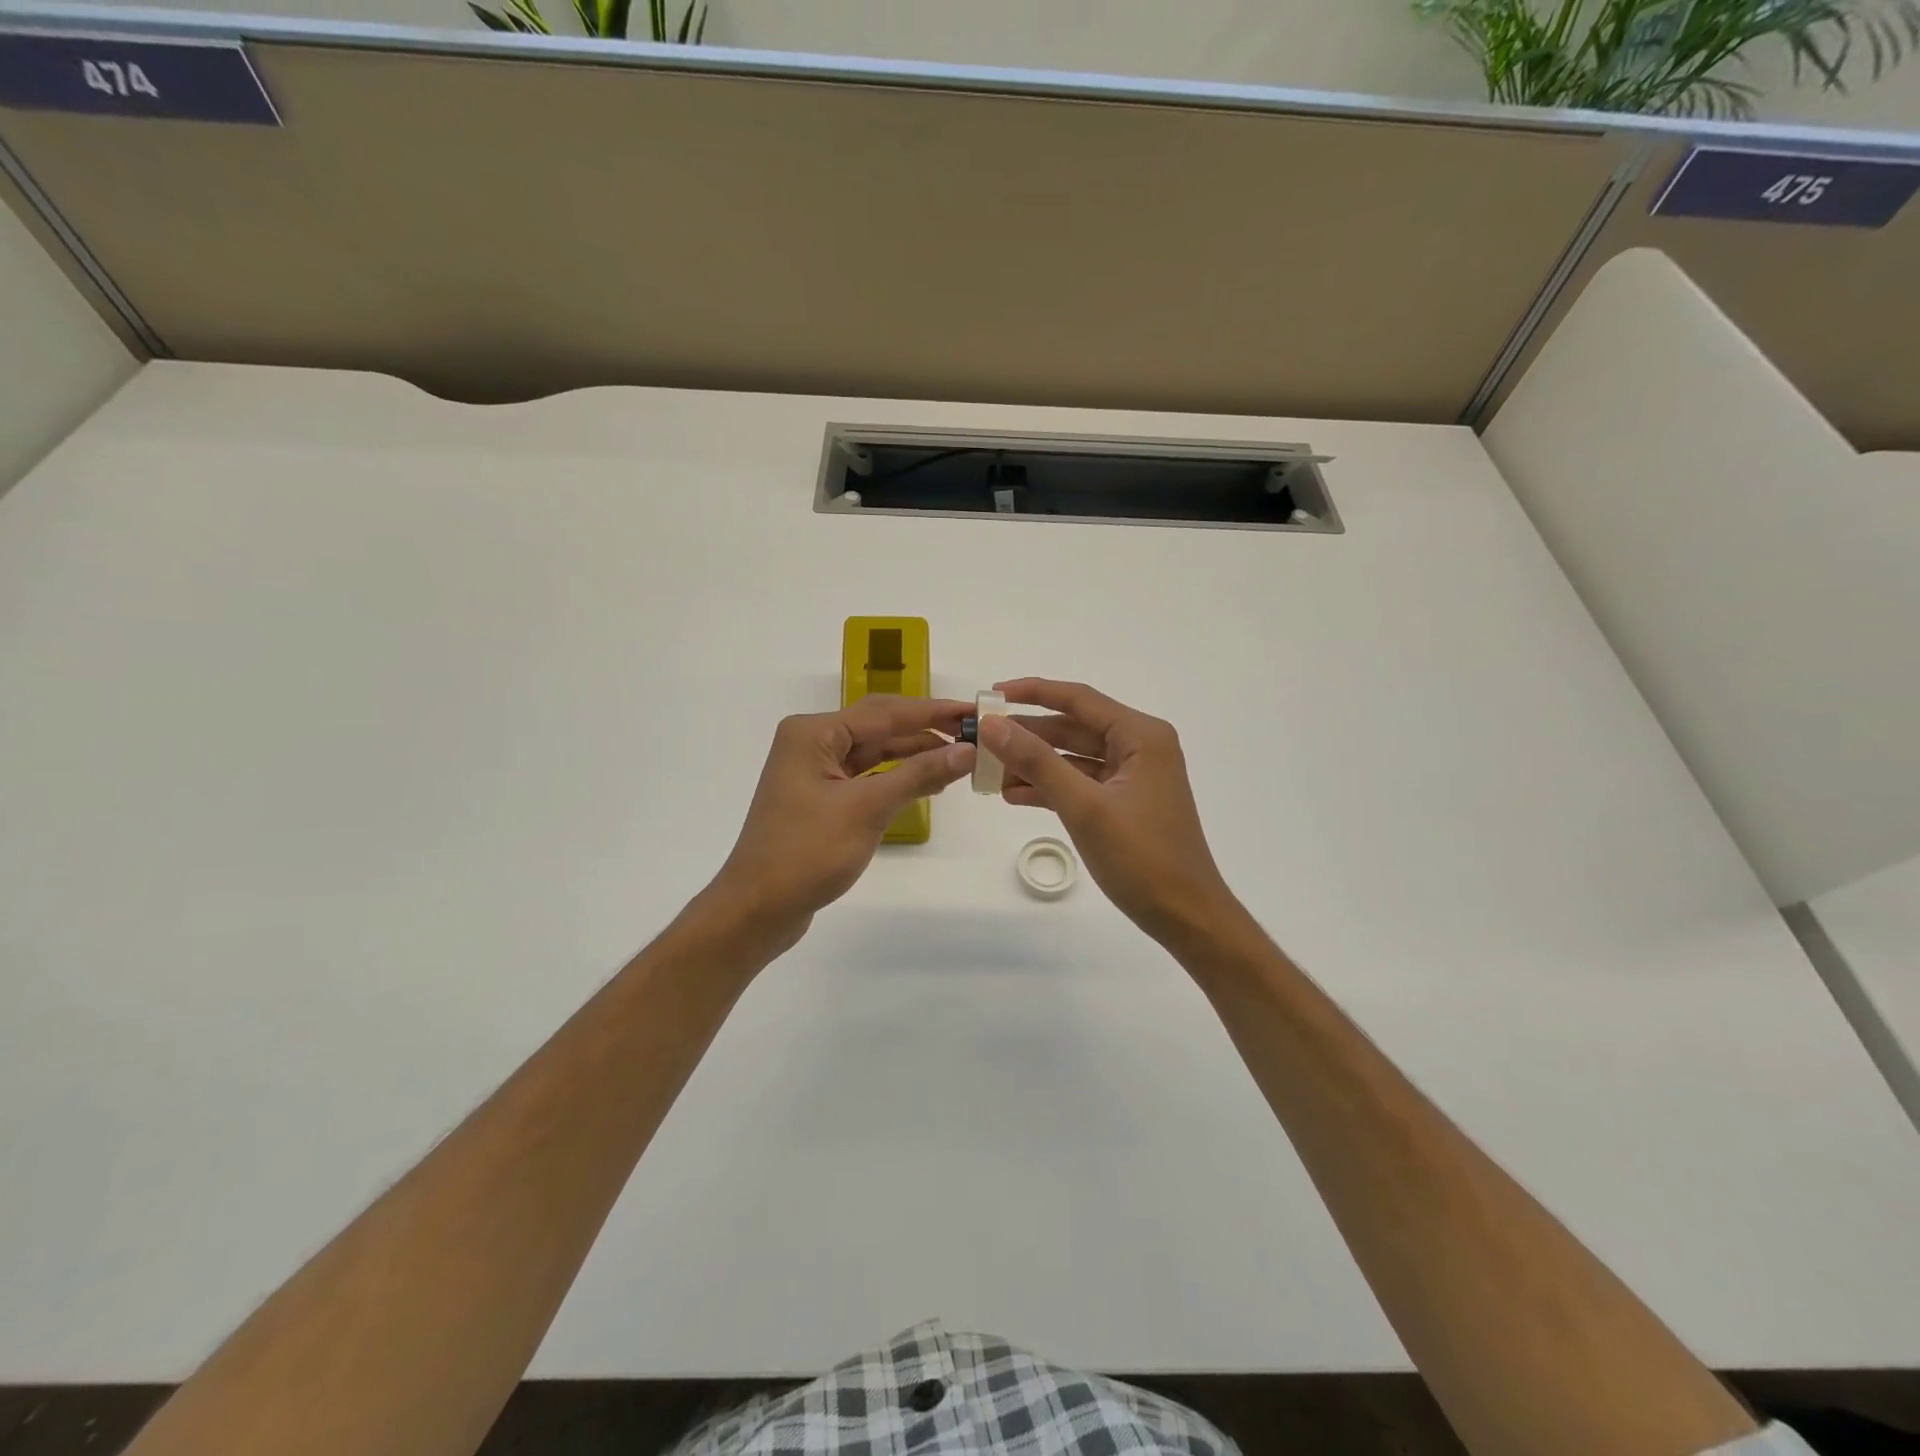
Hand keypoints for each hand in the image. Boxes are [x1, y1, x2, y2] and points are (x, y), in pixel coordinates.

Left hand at [710, 696, 975, 939]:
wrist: (757, 908)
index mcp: (814, 733)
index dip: (932, 712)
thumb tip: (966, 750)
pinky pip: (866, 776)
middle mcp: (812, 743)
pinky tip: (927, 782)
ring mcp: (814, 772)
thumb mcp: (867, 809)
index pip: (884, 712)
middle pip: (879, 727)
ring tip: (960, 758)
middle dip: (925, 731)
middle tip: (974, 735)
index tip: (973, 712)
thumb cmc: (807, 853)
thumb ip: (918, 774)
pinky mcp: (820, 798)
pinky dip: (896, 778)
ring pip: (874, 753)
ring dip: (914, 755)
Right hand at [980, 679, 1238, 943]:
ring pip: (1073, 758)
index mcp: (1141, 736)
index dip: (1032, 692)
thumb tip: (993, 725)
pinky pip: (1080, 784)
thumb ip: (1037, 762)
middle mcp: (1140, 747)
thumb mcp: (1084, 806)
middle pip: (1074, 728)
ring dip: (1034, 764)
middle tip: (981, 737)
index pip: (1078, 699)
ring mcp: (1133, 777)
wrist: (1186, 917)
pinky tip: (1014, 796)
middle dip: (1028, 733)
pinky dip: (1050, 788)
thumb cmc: (1141, 857)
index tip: (990, 695)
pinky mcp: (1124, 804)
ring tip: (989, 771)